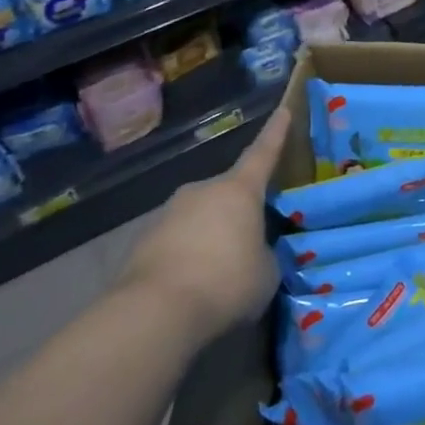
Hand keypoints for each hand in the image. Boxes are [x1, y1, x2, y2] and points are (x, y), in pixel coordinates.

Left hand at [121, 106, 290, 340]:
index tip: (283, 110)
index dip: (276, 133)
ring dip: (211, 235)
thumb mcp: (267, 271)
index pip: (263, 153)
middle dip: (239, 209)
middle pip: (228, 192)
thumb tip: (253, 252)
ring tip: (221, 270)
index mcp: (239, 190)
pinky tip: (194, 285)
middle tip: (252, 235)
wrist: (154, 314)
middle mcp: (202, 192)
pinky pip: (176, 242)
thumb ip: (264, 252)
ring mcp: (167, 215)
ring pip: (200, 218)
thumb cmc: (226, 282)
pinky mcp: (141, 243)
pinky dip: (188, 256)